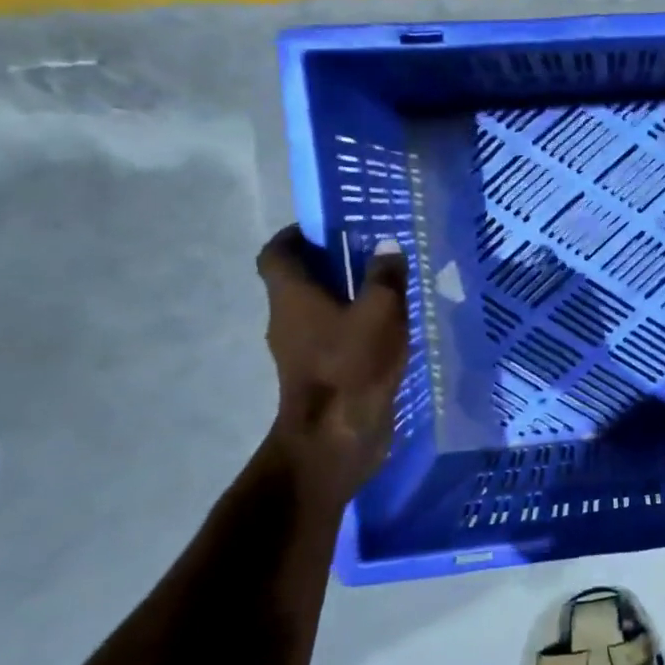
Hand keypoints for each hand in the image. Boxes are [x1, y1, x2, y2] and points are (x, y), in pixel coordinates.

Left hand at [256, 229, 409, 510]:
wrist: (336, 437)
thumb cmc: (352, 365)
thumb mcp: (381, 312)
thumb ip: (386, 277)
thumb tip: (387, 246)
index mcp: (291, 296)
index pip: (277, 253)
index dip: (295, 235)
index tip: (326, 227)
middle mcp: (287, 319)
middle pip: (298, 281)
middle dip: (329, 264)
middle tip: (370, 254)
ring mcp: (301, 351)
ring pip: (318, 311)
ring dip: (344, 297)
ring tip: (386, 291)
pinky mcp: (320, 375)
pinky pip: (332, 338)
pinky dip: (353, 327)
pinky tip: (388, 331)